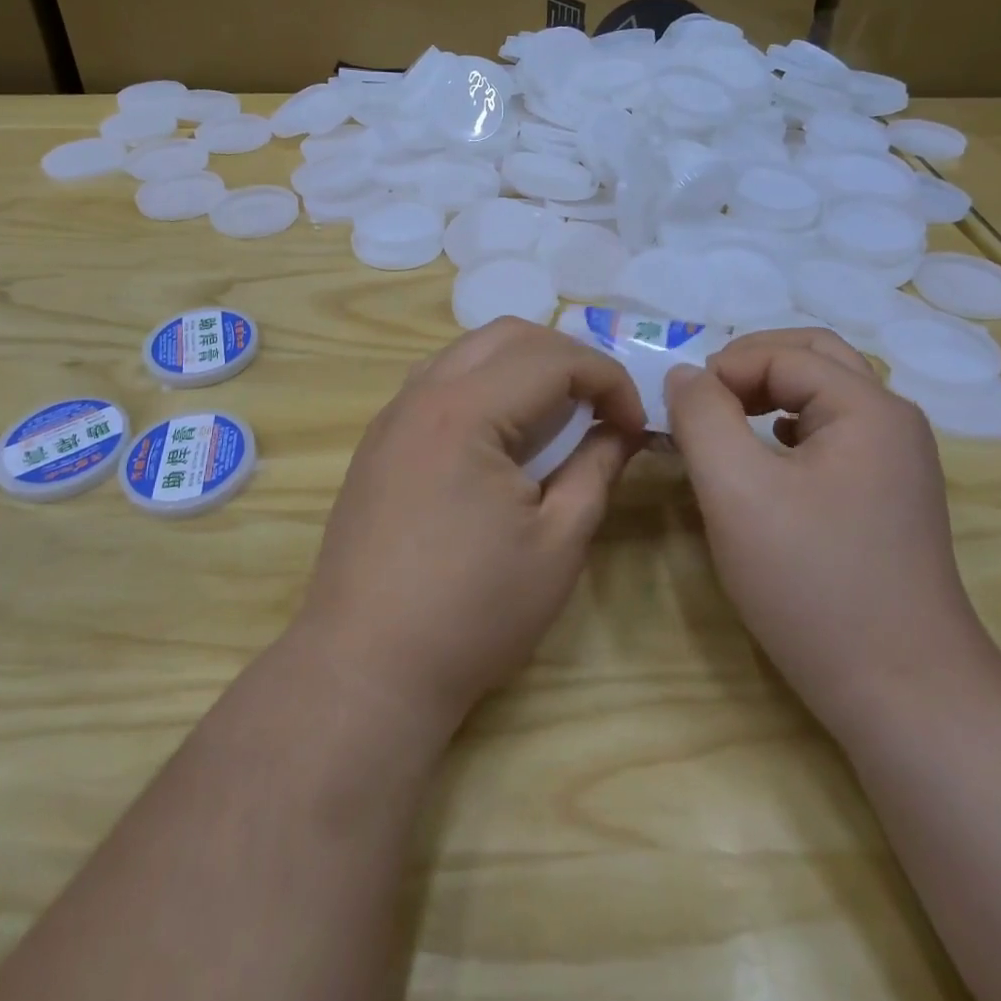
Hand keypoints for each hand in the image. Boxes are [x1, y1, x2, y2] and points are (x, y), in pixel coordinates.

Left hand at [295, 320, 647, 735]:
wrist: (366, 665)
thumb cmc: (472, 612)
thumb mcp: (557, 545)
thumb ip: (596, 471)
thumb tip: (620, 431)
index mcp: (466, 411)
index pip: (553, 358)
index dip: (608, 379)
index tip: (634, 423)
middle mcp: (423, 395)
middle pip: (507, 335)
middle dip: (567, 357)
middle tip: (600, 406)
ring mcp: (393, 415)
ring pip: (468, 351)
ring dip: (521, 365)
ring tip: (556, 413)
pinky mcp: (379, 441)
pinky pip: (439, 382)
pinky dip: (483, 385)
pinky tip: (501, 433)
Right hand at [664, 329, 995, 729]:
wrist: (903, 691)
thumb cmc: (812, 582)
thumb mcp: (735, 490)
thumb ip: (701, 416)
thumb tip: (685, 375)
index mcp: (867, 407)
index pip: (781, 354)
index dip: (723, 371)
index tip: (682, 415)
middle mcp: (892, 421)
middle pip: (812, 357)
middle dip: (749, 367)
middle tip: (704, 402)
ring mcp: (897, 460)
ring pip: (823, 394)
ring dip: (768, 394)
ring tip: (726, 425)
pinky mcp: (888, 494)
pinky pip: (832, 433)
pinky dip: (788, 427)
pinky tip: (765, 462)